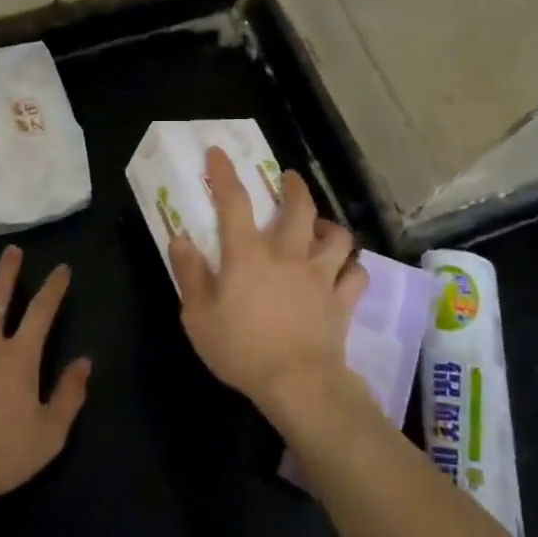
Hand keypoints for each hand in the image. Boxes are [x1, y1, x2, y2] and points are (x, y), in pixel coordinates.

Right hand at [171, 147, 368, 423]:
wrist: (297, 383)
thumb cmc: (240, 349)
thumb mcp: (197, 316)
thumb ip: (189, 273)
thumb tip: (180, 238)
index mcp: (248, 254)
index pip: (234, 201)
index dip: (225, 173)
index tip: (219, 152)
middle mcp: (288, 254)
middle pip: (299, 208)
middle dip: (294, 187)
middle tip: (288, 179)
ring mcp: (321, 276)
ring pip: (338, 237)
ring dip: (329, 226)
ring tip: (320, 227)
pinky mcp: (342, 300)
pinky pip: (357, 275)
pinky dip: (352, 268)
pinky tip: (344, 270)